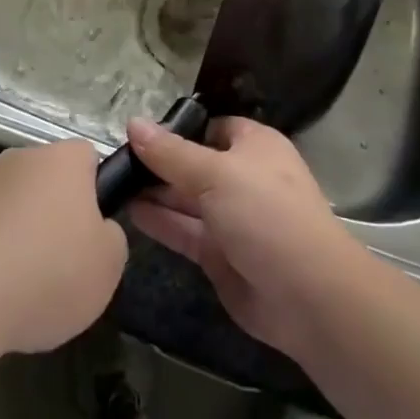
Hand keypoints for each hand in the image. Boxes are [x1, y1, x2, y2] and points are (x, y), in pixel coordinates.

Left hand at [0, 140, 126, 366]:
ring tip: (24, 284)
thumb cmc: (48, 273)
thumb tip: (96, 230)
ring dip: (22, 232)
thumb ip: (111, 236)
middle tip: (64, 261)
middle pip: (49, 180)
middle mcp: (21, 158)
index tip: (94, 230)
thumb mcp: (108, 265)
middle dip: (57, 213)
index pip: (89, 157)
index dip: (97, 191)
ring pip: (15, 204)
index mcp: (63, 159)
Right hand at [126, 117, 366, 360]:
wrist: (307, 295)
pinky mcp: (220, 255)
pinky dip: (160, 221)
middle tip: (114, 159)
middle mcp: (243, 178)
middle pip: (195, 163)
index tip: (138, 131)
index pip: (211, 127)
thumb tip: (133, 123)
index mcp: (254, 146)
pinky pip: (185, 231)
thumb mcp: (215, 173)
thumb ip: (171, 152)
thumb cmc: (266, 213)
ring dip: (155, 192)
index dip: (178, 128)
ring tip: (112, 182)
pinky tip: (129, 211)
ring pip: (187, 199)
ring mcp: (232, 218)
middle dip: (160, 162)